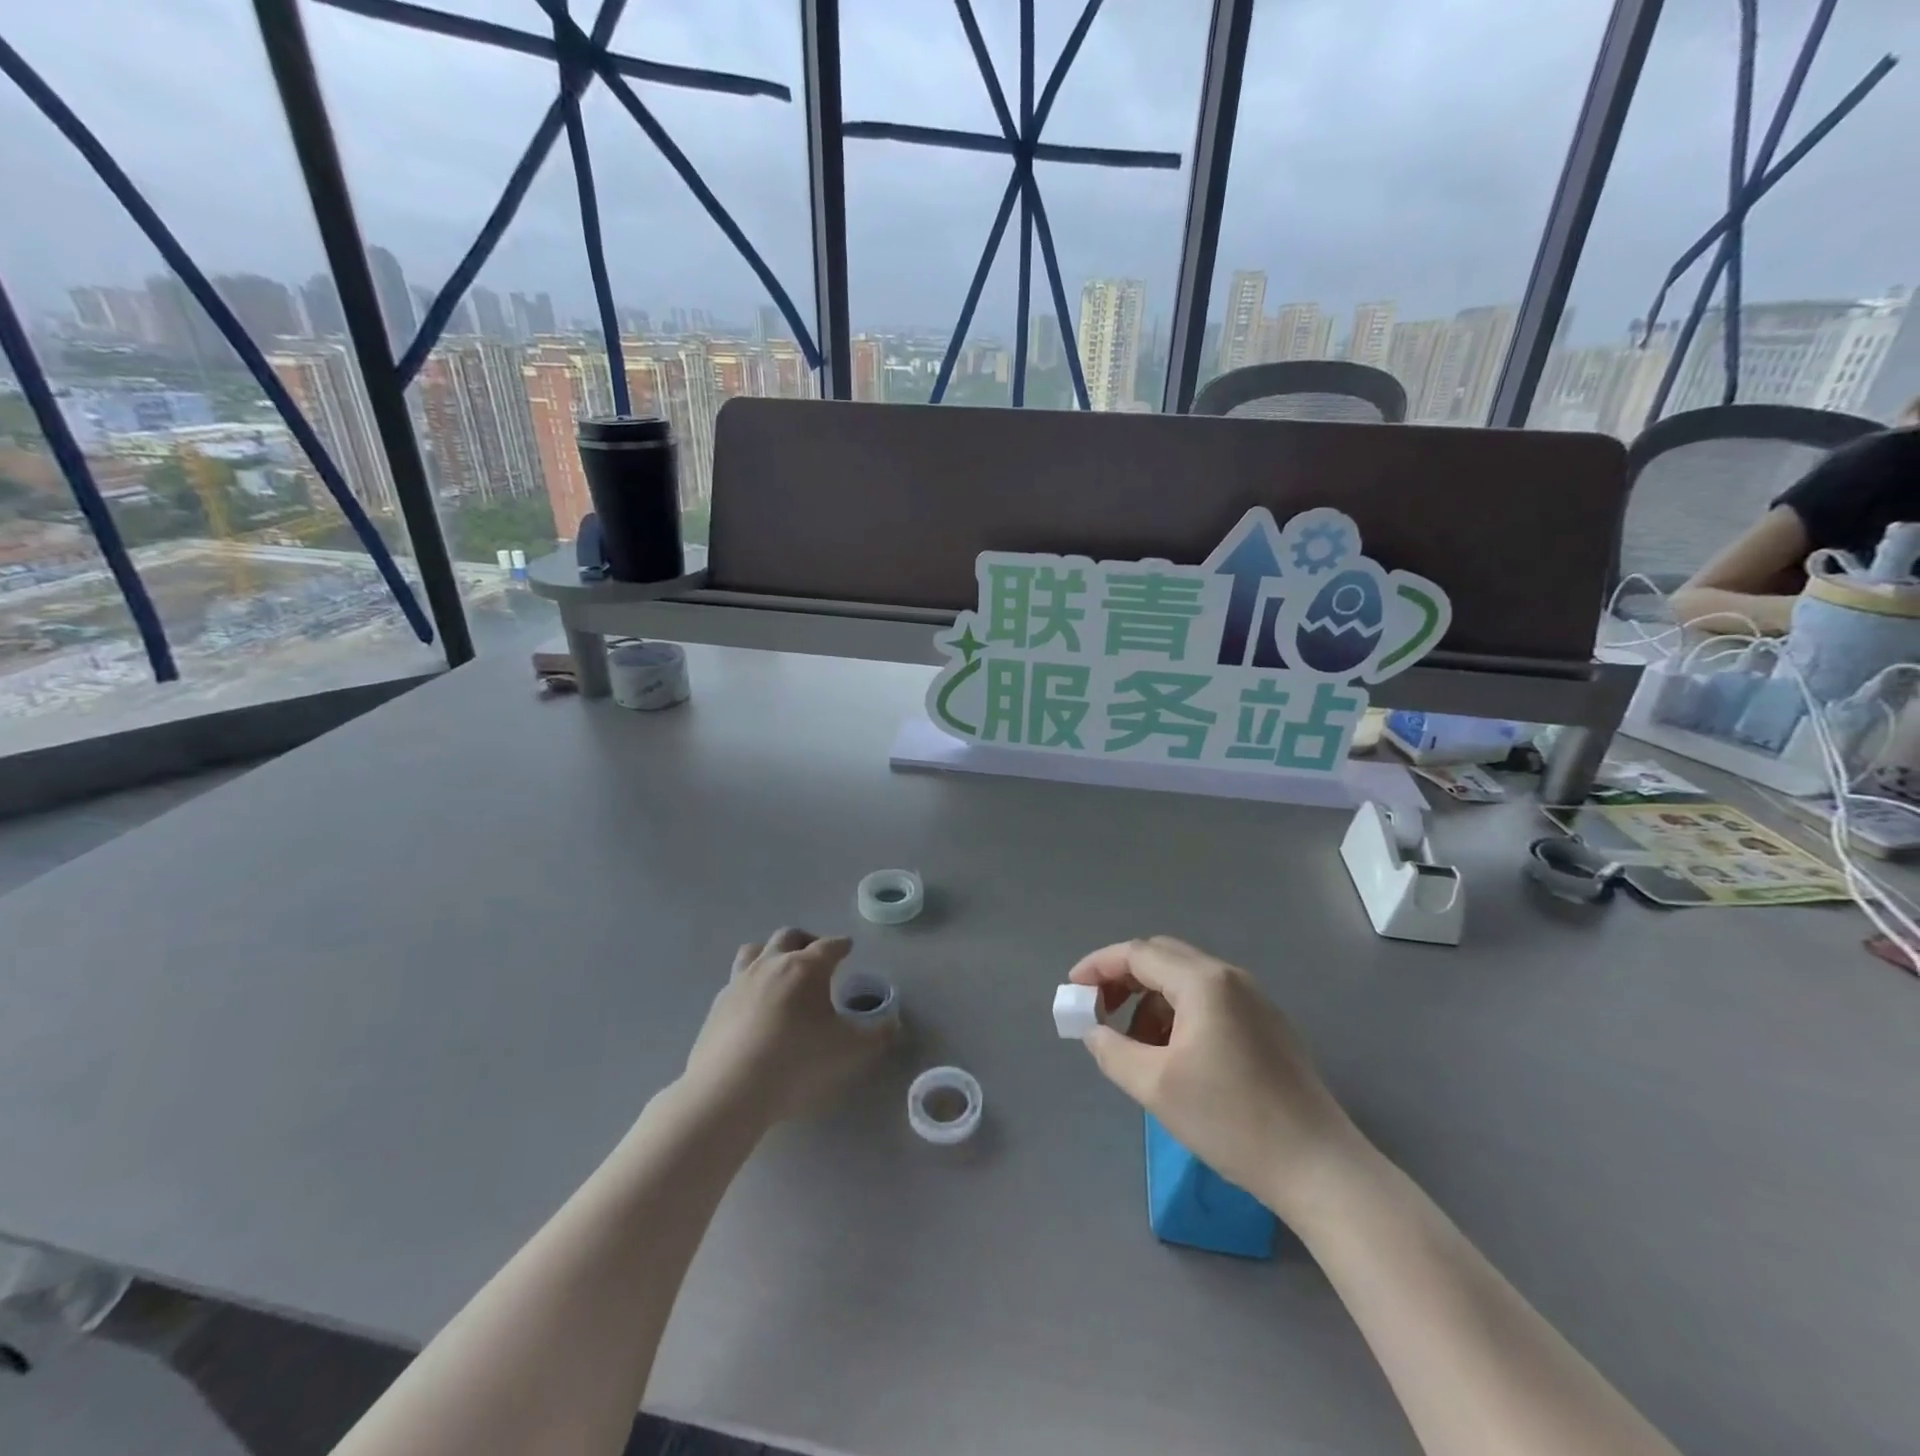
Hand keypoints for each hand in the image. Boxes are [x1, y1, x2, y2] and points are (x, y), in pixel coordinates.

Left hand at [683, 928, 897, 1125]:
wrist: (730, 1088)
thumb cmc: (798, 1061)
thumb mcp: (850, 1051)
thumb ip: (877, 1035)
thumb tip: (894, 1024)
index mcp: (806, 967)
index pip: (829, 946)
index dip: (841, 945)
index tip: (847, 948)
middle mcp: (772, 964)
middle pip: (789, 936)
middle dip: (806, 941)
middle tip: (816, 955)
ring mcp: (740, 981)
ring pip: (755, 949)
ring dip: (771, 953)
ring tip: (780, 969)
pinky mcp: (717, 1004)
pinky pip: (735, 980)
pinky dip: (749, 983)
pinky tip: (754, 1004)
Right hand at [1070, 936, 1363, 1221]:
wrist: (1318, 1167)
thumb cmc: (1230, 1120)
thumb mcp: (1155, 1086)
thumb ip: (1112, 1049)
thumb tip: (1094, 1031)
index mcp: (1204, 982)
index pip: (1138, 953)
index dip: (1098, 967)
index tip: (1072, 991)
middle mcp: (1230, 977)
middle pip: (1162, 958)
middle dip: (1124, 979)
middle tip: (1098, 1012)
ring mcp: (1255, 999)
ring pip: (1187, 981)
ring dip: (1152, 1001)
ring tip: (1136, 1046)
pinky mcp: (1269, 1025)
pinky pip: (1211, 1001)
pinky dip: (1180, 1015)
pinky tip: (1175, 1056)